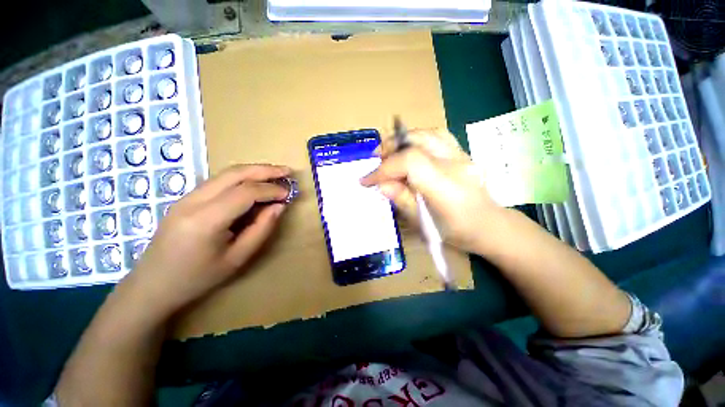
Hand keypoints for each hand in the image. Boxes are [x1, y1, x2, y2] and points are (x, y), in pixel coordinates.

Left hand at [122, 164, 292, 316]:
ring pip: (226, 173)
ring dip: (254, 171)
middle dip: (265, 170)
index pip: (245, 192)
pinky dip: (241, 178)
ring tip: (276, 174)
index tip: (288, 194)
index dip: (271, 190)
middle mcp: (193, 201)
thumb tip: (279, 206)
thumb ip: (261, 229)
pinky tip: (254, 183)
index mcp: (206, 220)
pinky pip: (219, 181)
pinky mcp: (186, 198)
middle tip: (287, 171)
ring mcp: (187, 197)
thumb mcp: (237, 258)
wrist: (152, 285)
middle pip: (234, 173)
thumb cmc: (197, 278)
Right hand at [361, 129, 502, 252]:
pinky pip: (437, 136)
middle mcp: (456, 165)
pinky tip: (410, 150)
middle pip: (417, 141)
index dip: (384, 169)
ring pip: (427, 134)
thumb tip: (382, 184)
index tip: (367, 180)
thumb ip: (402, 200)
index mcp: (446, 188)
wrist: (489, 225)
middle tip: (376, 161)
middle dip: (389, 149)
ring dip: (402, 141)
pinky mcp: (463, 152)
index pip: (410, 163)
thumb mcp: (424, 224)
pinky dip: (417, 139)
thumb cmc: (457, 232)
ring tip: (390, 154)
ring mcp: (462, 155)